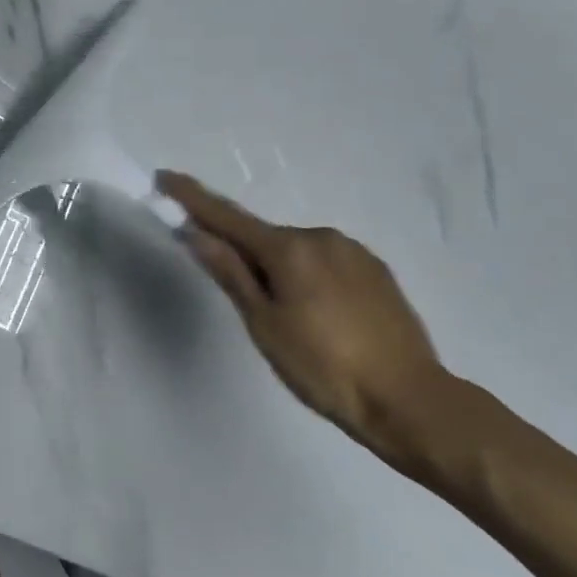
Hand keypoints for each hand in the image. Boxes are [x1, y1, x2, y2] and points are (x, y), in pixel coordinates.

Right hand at [158, 171, 451, 466]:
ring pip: (298, 251)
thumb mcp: (265, 325)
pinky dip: (311, 277)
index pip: (227, 216)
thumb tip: (195, 232)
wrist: (411, 400)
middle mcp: (321, 236)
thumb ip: (230, 273)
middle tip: (247, 304)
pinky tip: (324, 316)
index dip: (193, 197)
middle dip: (246, 255)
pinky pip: (326, 262)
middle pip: (265, 238)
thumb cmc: (325, 368)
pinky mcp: (377, 269)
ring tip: (294, 322)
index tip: (166, 176)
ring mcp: (354, 251)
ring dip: (281, 270)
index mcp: (289, 248)